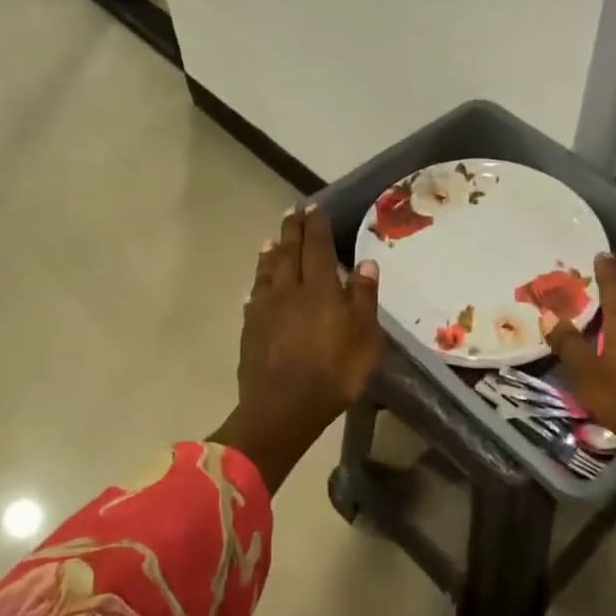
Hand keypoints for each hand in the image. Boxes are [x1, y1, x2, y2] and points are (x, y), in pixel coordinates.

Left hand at [212, 204, 383, 489]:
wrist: (282, 408)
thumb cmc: (333, 374)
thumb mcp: (364, 339)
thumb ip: (363, 299)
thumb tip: (365, 263)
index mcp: (319, 289)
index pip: (317, 247)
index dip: (316, 226)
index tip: (314, 207)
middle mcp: (289, 290)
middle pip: (288, 252)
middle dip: (292, 231)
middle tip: (292, 212)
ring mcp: (265, 309)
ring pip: (267, 271)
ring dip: (271, 252)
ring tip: (271, 239)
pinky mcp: (250, 329)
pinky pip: (254, 297)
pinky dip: (258, 284)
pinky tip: (257, 286)